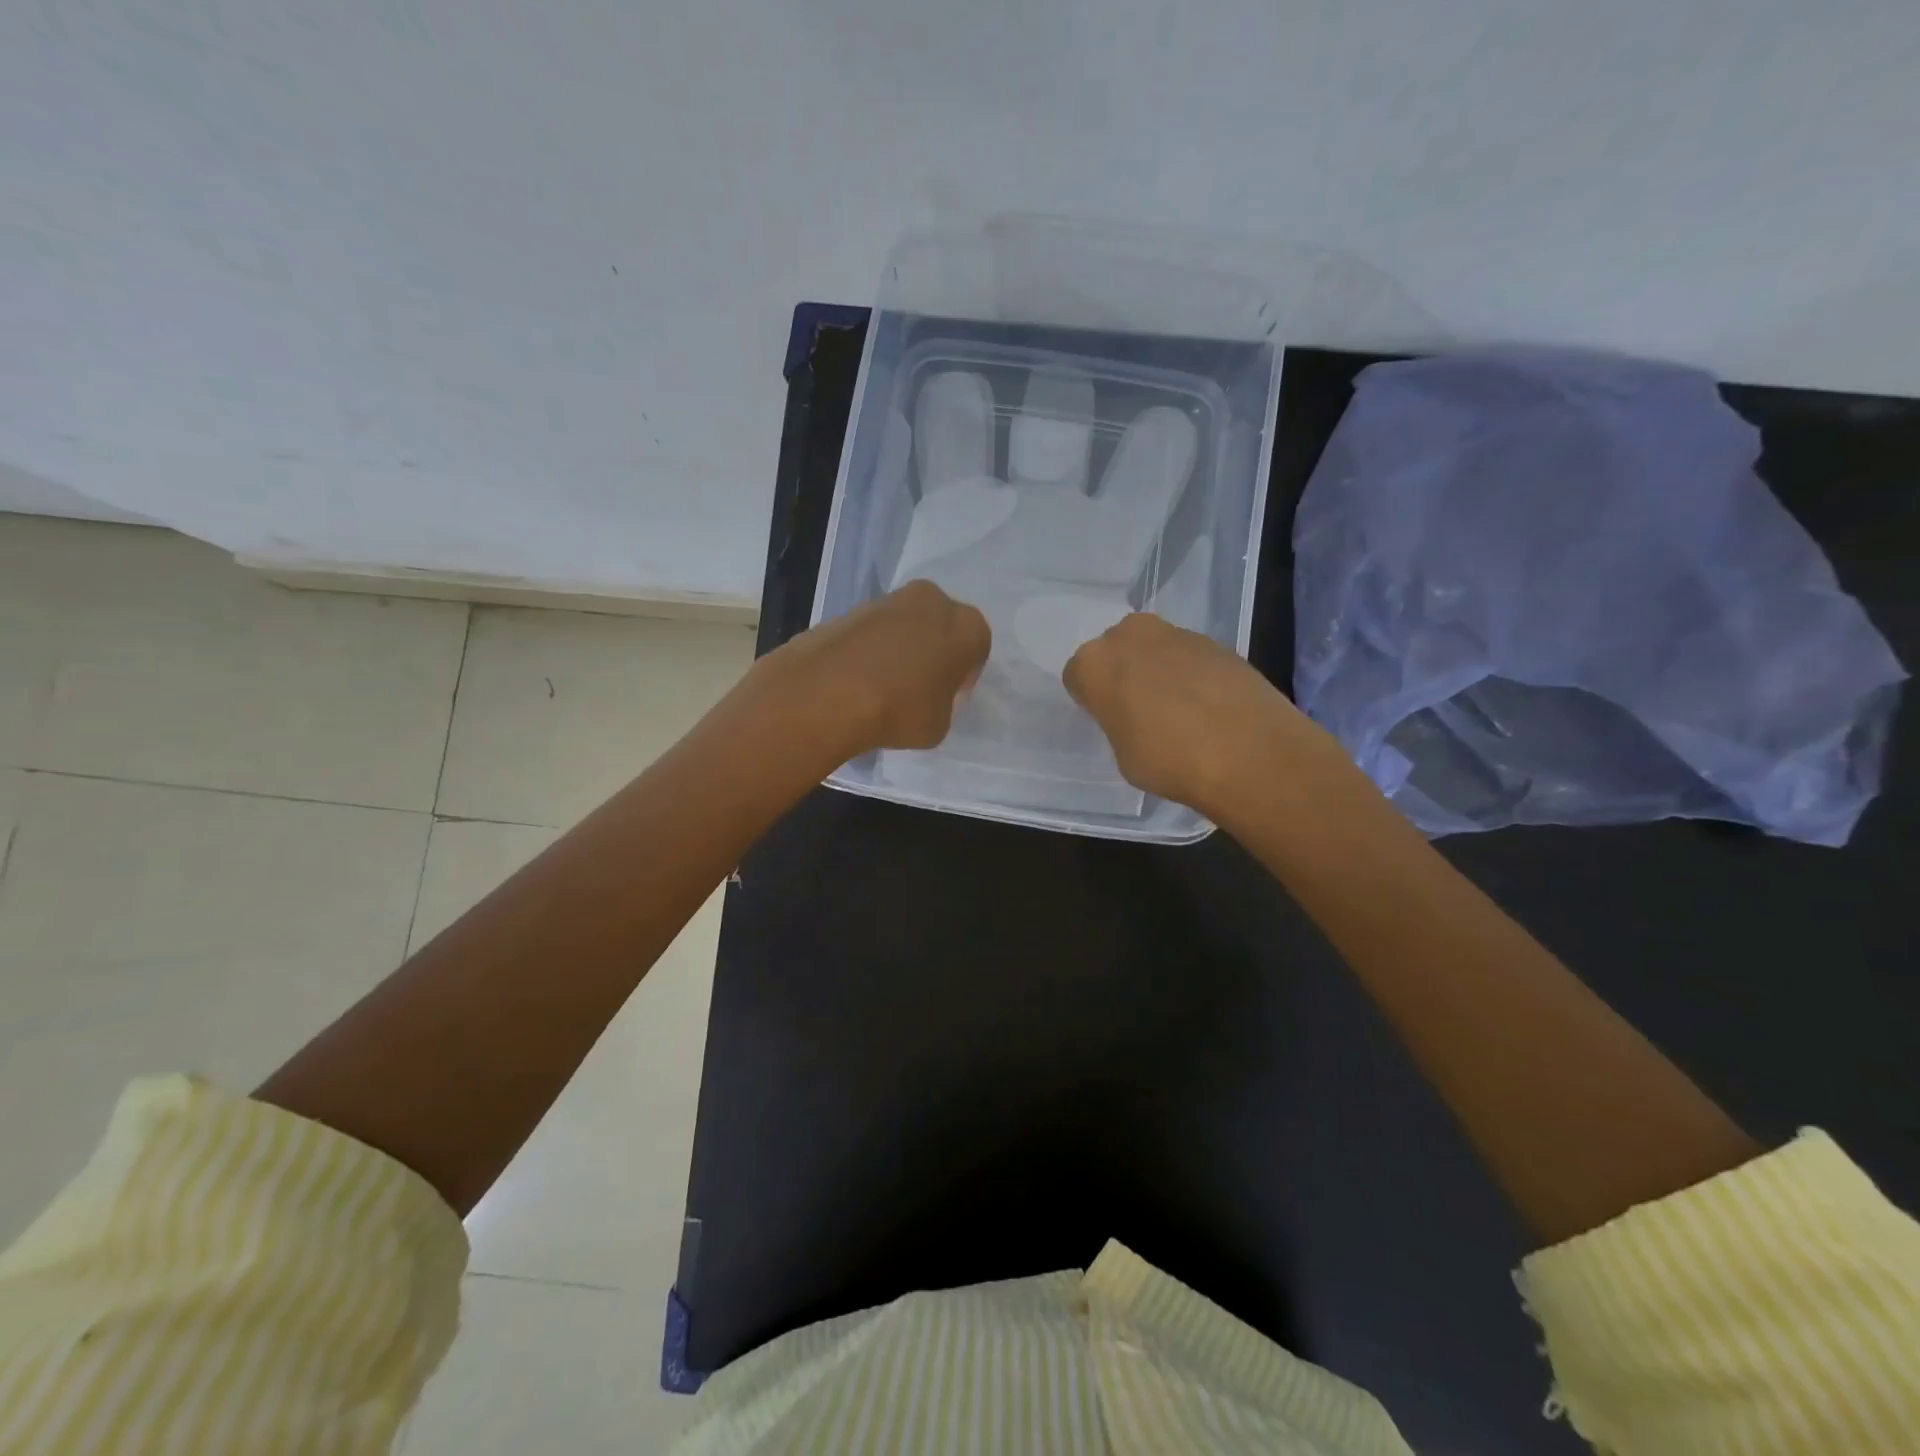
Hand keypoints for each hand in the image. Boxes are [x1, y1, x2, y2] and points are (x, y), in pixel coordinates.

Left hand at [772, 580, 990, 755]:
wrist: (828, 692)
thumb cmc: (900, 710)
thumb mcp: (939, 725)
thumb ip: (941, 703)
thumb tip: (925, 696)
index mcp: (967, 626)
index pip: (976, 648)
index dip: (963, 674)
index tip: (948, 695)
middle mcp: (932, 601)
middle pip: (940, 625)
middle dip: (933, 650)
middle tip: (919, 685)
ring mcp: (888, 600)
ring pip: (905, 624)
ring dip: (900, 647)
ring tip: (883, 685)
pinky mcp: (850, 608)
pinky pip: (872, 631)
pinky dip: (869, 649)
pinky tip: (857, 679)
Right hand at [1064, 613, 1325, 813]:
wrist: (1250, 753)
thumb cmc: (1169, 761)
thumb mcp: (1122, 753)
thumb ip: (1118, 722)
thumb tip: (1135, 715)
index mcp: (1094, 663)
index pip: (1078, 675)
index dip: (1092, 699)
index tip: (1108, 720)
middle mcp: (1130, 636)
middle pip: (1116, 651)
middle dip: (1124, 674)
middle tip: (1139, 711)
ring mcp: (1176, 634)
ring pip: (1153, 650)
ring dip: (1158, 672)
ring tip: (1179, 712)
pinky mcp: (1216, 641)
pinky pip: (1188, 657)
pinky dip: (1192, 675)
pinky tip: (1208, 708)